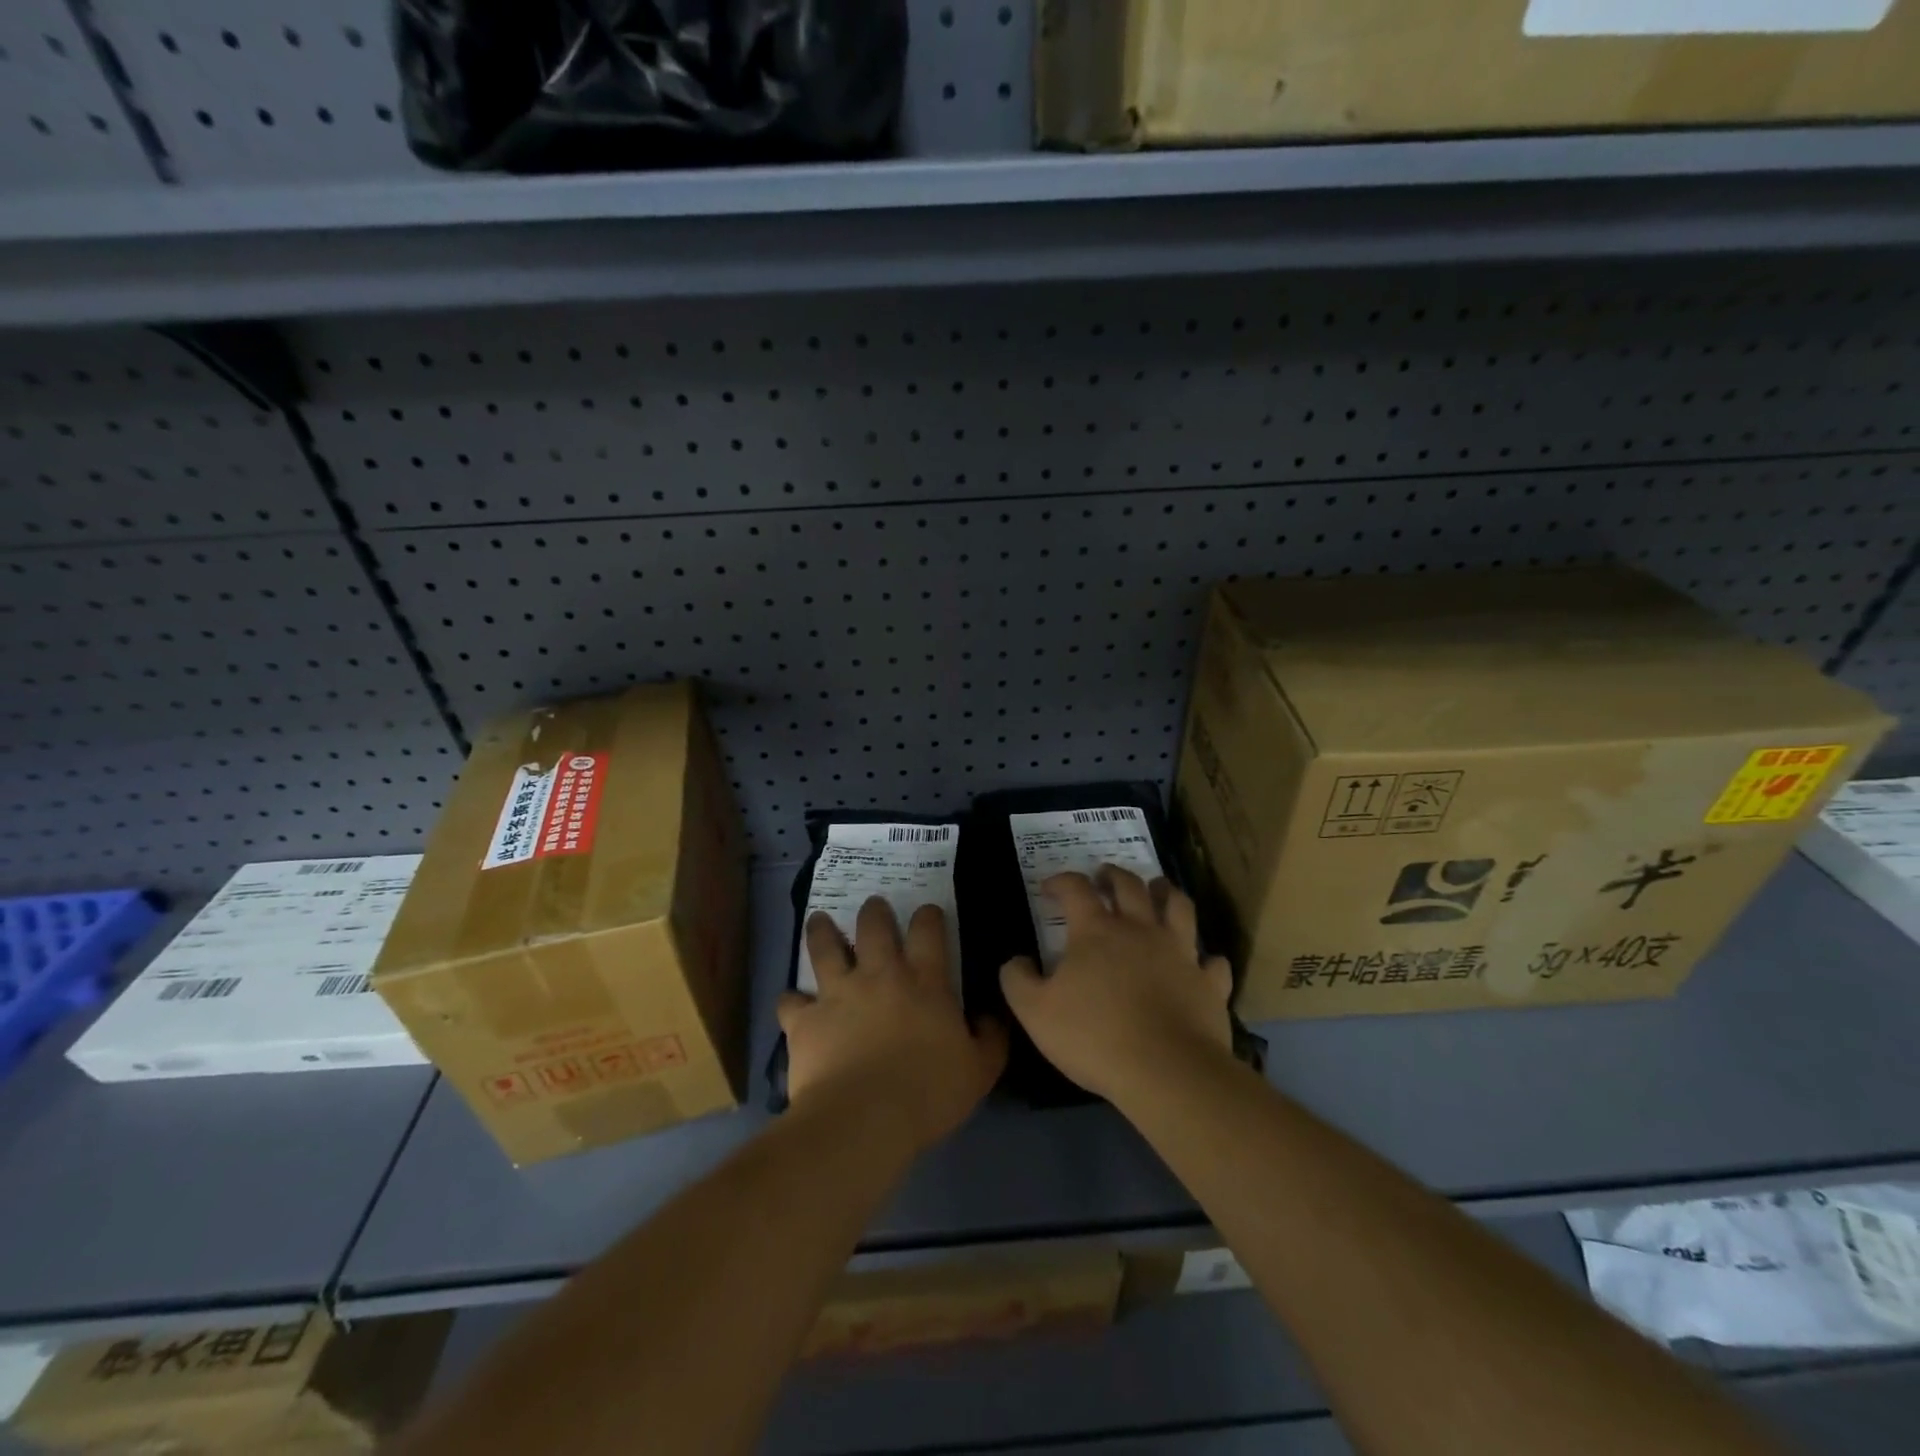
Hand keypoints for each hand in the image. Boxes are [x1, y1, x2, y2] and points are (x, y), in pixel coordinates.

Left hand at [780, 898, 1006, 1152]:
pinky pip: (791, 1001)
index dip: (928, 916)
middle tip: (873, 906)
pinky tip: (791, 1002)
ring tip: (819, 920)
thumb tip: (990, 1014)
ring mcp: (838, 993)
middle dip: (875, 912)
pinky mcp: (805, 1020)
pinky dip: (791, 1000)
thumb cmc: (929, 1093)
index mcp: (924, 982)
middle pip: (874, 927)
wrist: (864, 1118)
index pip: (928, 931)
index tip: (928, 912)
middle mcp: (880, 975)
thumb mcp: (979, 1070)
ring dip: (822, 931)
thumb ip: (990, 1037)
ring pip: (826, 948)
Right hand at [1000, 866, 1233, 1103]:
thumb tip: (1016, 960)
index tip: (1048, 887)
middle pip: (1130, 886)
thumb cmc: (1095, 1037)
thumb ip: (1018, 981)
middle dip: (1113, 875)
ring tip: (1158, 890)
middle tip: (1104, 876)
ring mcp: (1180, 953)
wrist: (1167, 1071)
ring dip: (1166, 892)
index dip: (1060, 881)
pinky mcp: (1208, 983)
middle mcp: (1140, 930)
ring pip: (1179, 907)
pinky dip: (1206, 957)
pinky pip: (1213, 961)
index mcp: (1096, 931)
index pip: (1075, 889)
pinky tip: (1201, 961)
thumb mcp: (1035, 1012)